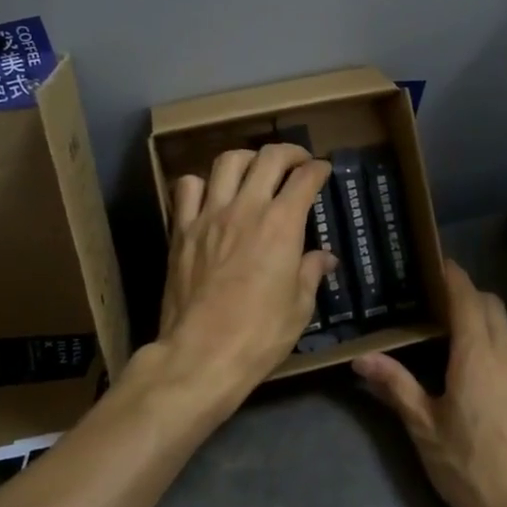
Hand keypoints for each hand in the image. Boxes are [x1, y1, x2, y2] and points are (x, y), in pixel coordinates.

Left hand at [158, 144, 338, 413]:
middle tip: (297, 161)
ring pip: (227, 162)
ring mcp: (209, 216)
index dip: (318, 169)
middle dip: (289, 153)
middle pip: (268, 158)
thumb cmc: (260, 334)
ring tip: (254, 169)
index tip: (323, 170)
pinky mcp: (181, 230)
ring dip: (247, 158)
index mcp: (282, 225)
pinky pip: (187, 188)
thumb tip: (325, 258)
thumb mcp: (299, 307)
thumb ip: (310, 273)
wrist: (201, 354)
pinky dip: (201, 183)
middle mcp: (246, 208)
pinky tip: (210, 194)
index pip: (305, 179)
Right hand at [352, 261, 506, 506]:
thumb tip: (362, 358)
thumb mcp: (425, 429)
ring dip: (482, 313)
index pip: (466, 297)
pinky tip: (474, 360)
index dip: (451, 275)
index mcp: (477, 354)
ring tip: (448, 325)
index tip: (431, 262)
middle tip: (431, 297)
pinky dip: (494, 335)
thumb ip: (396, 386)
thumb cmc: (472, 469)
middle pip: (490, 304)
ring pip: (506, 324)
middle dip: (465, 291)